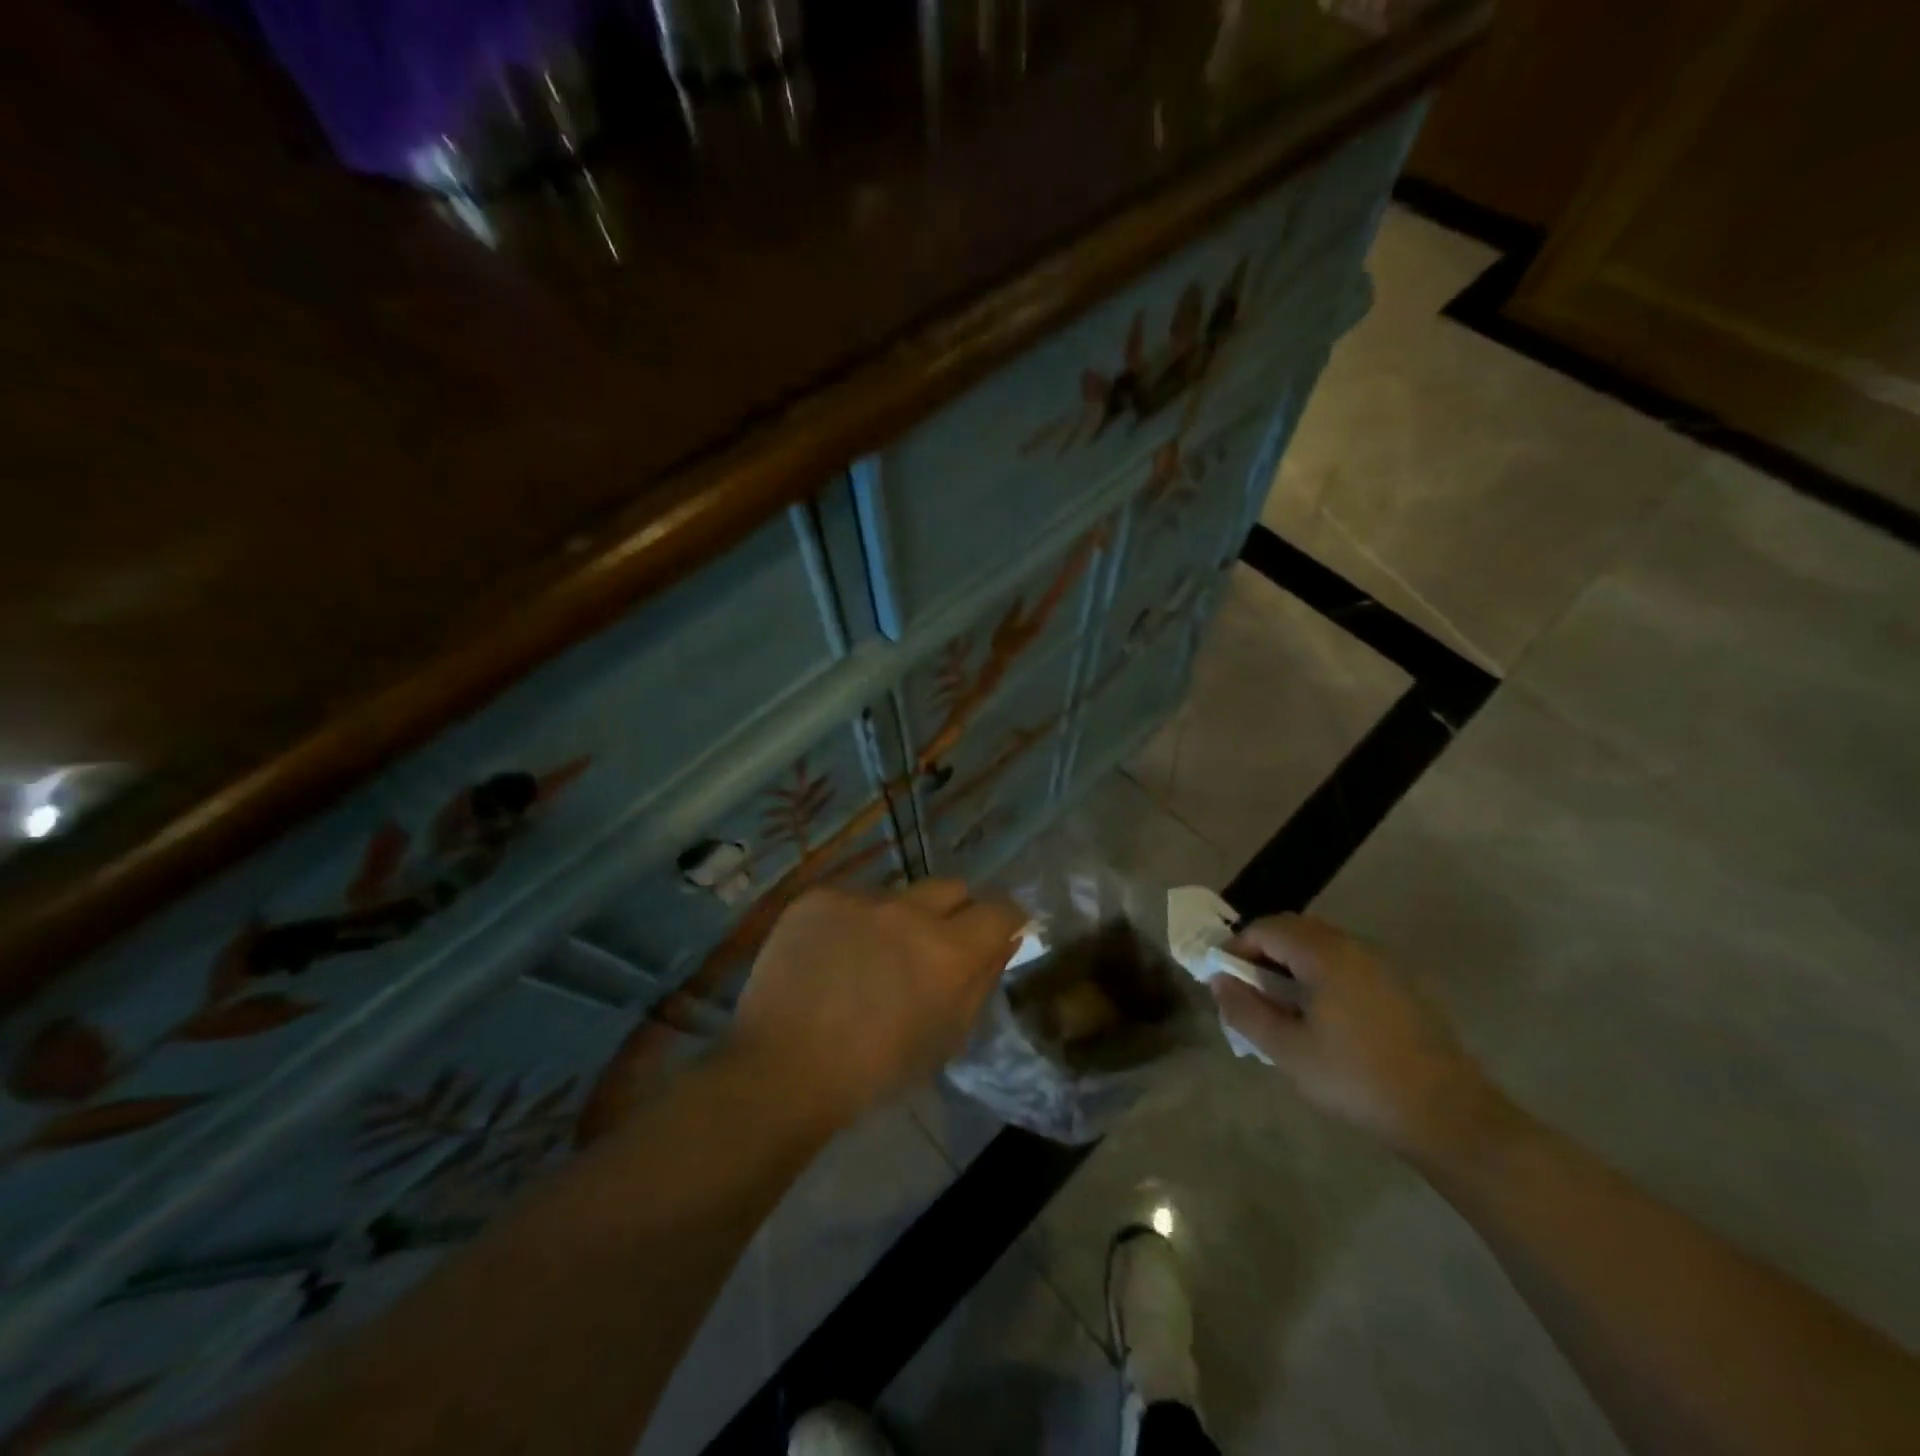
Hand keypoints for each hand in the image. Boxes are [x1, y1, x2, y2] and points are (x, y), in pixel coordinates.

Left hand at [732, 881, 1025, 1127]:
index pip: (1000, 910)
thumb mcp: (945, 1038)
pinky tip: (831, 956)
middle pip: (952, 888)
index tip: (995, 934)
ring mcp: (860, 899)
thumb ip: (981, 981)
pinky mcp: (819, 897)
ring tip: (870, 958)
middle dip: (954, 912)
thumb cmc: (874, 1071)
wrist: (782, 1069)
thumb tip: (1004, 941)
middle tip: (931, 947)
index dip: (1004, 921)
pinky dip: (852, 922)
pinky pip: (853, 900)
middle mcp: (909, 911)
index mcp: (948, 952)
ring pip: (898, 894)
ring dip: (898, 919)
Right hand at [1211, 914, 1502, 1161]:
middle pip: (1295, 929)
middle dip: (1265, 952)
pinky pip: (1349, 962)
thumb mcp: (1287, 1051)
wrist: (1447, 1115)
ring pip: (1324, 944)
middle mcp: (1355, 946)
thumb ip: (1245, 1010)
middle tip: (1251, 990)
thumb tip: (1219, 981)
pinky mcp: (1403, 985)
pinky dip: (1323, 973)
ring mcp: (1384, 963)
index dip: (1238, 948)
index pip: (1266, 928)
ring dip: (1294, 962)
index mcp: (1325, 954)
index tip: (1226, 980)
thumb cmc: (1357, 1080)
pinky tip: (1325, 1015)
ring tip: (1284, 1005)